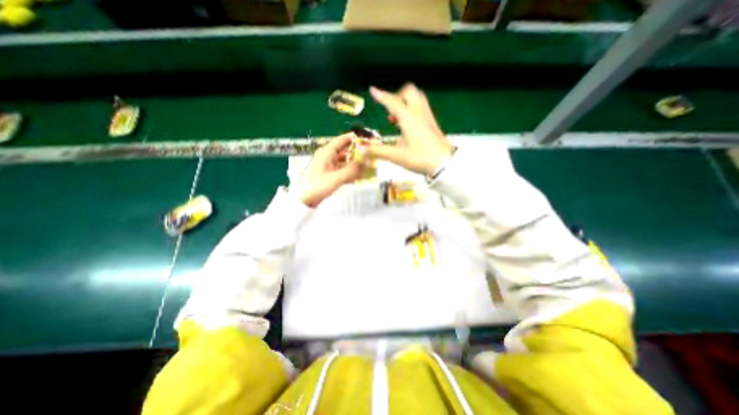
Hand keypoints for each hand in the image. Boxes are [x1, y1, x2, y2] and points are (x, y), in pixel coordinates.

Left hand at [294, 133, 362, 206]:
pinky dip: (350, 170)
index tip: (368, 140)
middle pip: (345, 150)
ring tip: (368, 165)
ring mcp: (328, 164)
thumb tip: (368, 162)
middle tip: (371, 155)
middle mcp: (328, 155)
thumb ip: (353, 169)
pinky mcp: (329, 172)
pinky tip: (359, 174)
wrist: (307, 199)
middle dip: (357, 152)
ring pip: (345, 160)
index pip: (343, 140)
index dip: (355, 139)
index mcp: (327, 151)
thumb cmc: (320, 185)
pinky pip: (342, 168)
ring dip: (355, 163)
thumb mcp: (338, 177)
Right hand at [366, 82, 452, 174]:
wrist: (445, 163)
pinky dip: (412, 109)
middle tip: (389, 109)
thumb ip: (379, 152)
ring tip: (396, 117)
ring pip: (417, 98)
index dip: (381, 96)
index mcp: (408, 118)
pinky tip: (407, 125)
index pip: (393, 102)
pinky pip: (421, 107)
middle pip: (409, 91)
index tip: (373, 90)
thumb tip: (364, 149)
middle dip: (397, 95)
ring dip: (405, 101)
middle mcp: (419, 113)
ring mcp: (427, 117)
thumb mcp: (397, 156)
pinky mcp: (432, 123)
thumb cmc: (420, 158)